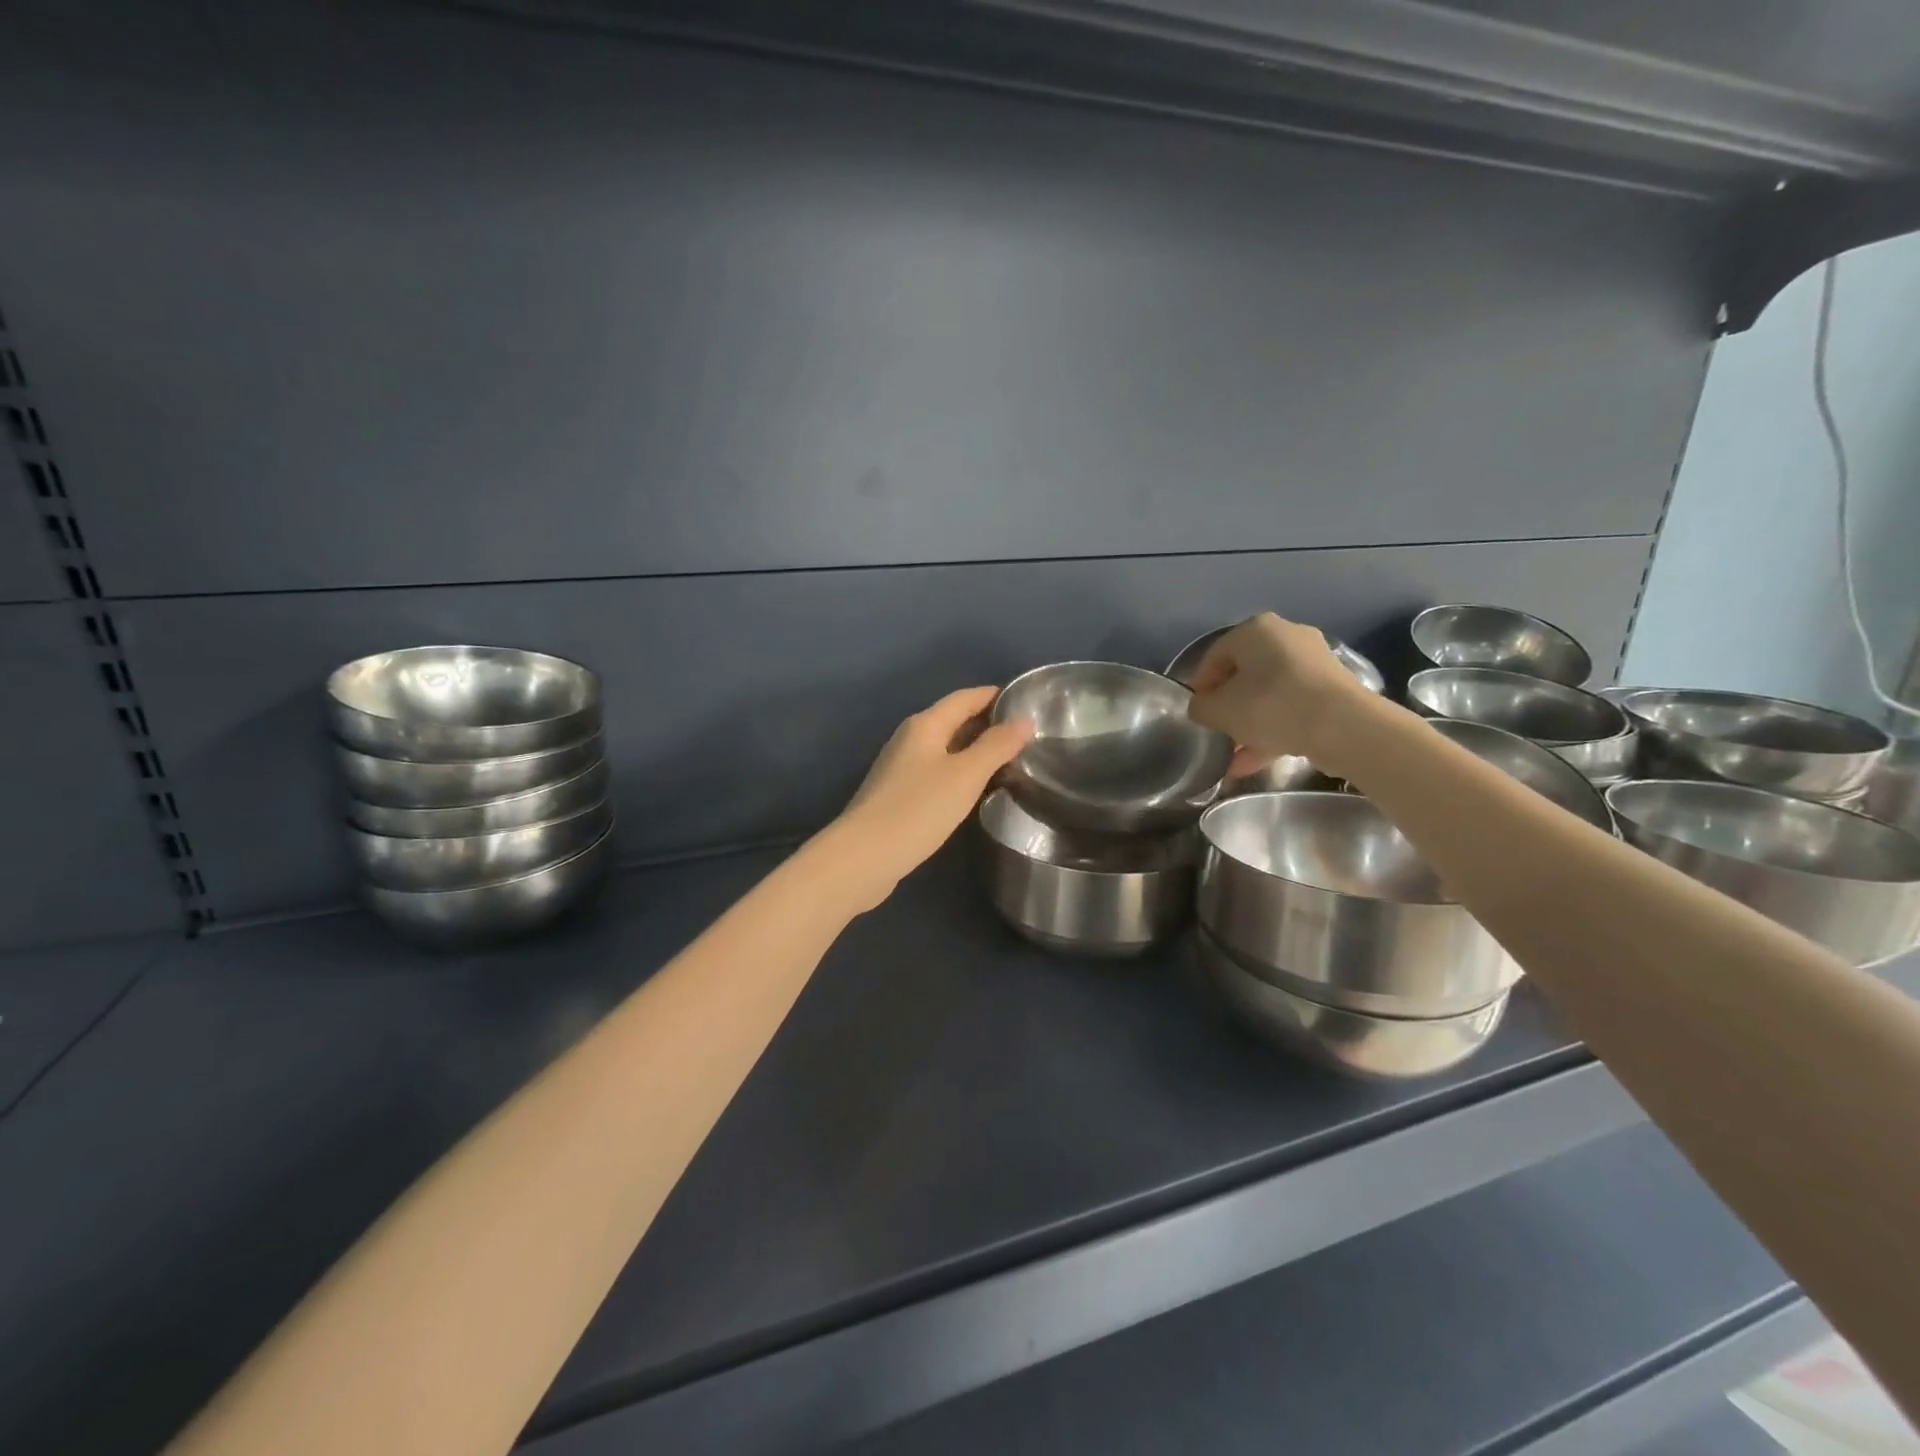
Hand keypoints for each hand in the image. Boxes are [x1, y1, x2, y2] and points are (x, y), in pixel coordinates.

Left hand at [822, 686, 1033, 911]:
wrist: (864, 857)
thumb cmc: (918, 809)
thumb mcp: (965, 775)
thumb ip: (996, 746)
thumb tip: (1025, 719)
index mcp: (925, 725)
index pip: (965, 698)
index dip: (994, 696)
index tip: (1026, 700)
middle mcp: (910, 739)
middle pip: (953, 720)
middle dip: (987, 723)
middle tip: (1026, 734)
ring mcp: (901, 768)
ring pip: (945, 748)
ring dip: (975, 750)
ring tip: (1009, 760)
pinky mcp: (899, 795)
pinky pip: (937, 772)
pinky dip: (960, 772)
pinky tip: (976, 789)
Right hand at [1187, 613, 1376, 778]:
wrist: (1343, 726)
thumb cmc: (1270, 706)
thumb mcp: (1219, 711)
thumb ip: (1201, 708)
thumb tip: (1202, 708)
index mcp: (1255, 630)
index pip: (1214, 656)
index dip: (1200, 686)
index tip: (1196, 713)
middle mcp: (1286, 636)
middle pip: (1244, 675)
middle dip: (1228, 708)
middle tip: (1217, 732)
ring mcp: (1314, 662)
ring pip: (1269, 695)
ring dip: (1250, 725)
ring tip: (1234, 758)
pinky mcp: (1333, 689)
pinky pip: (1292, 707)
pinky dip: (1274, 730)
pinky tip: (1255, 762)